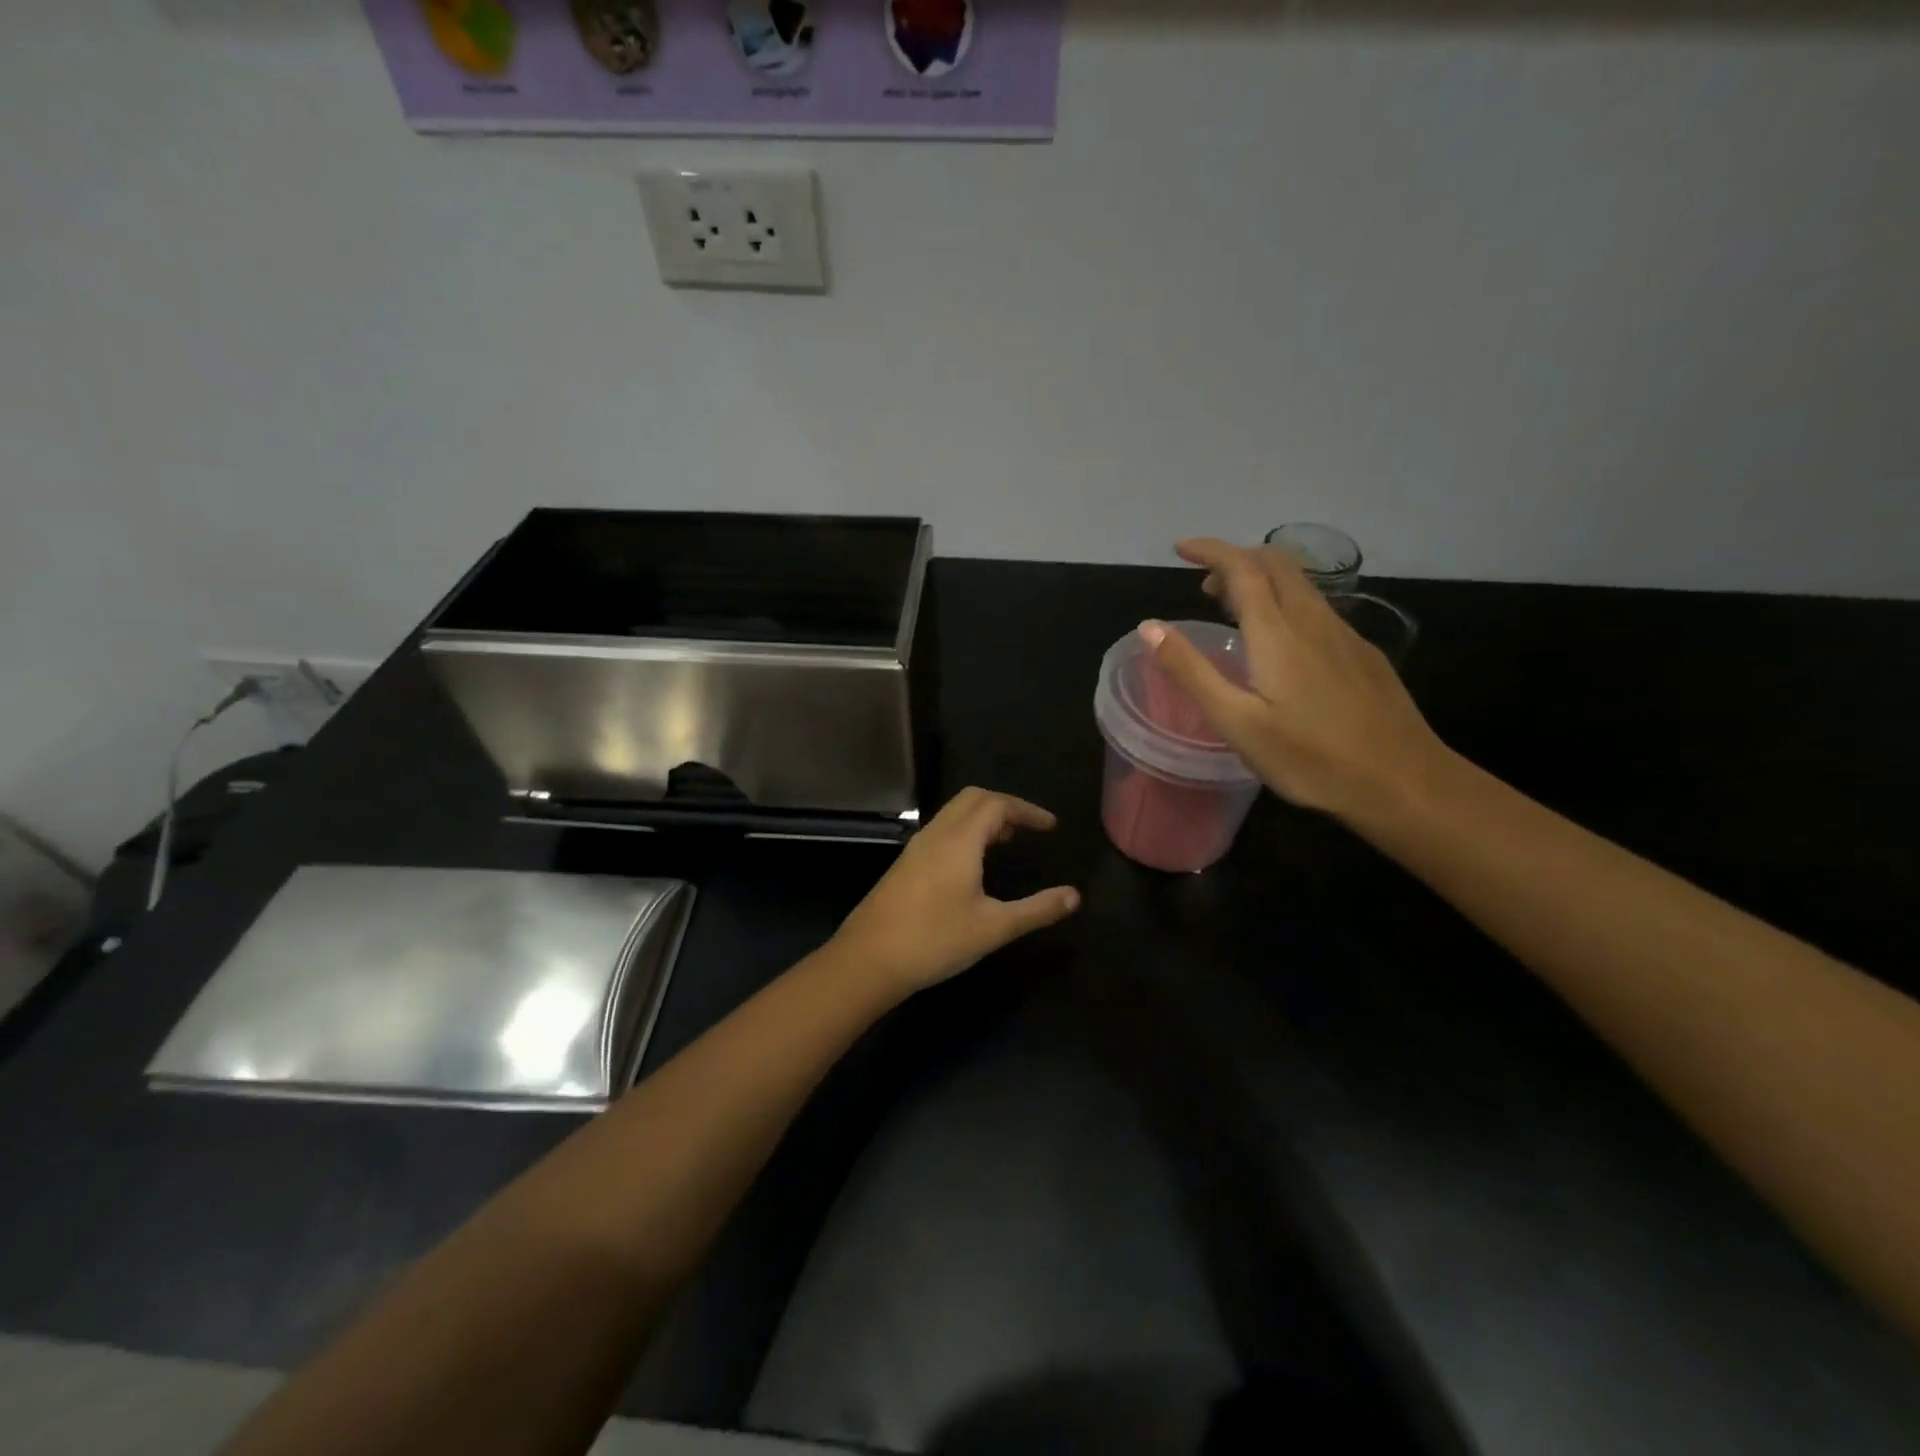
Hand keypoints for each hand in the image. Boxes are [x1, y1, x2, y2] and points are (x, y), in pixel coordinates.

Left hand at [833, 788, 1080, 992]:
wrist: (868, 959)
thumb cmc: (935, 939)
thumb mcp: (994, 927)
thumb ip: (1037, 910)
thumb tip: (1074, 896)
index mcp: (959, 840)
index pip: (997, 804)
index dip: (1027, 810)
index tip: (1050, 827)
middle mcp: (936, 834)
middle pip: (973, 799)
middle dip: (1005, 807)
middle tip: (1029, 829)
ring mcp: (916, 848)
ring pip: (954, 815)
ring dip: (983, 819)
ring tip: (1008, 843)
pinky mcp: (905, 865)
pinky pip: (942, 831)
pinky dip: (966, 833)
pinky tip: (973, 865)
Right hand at [1141, 538, 1450, 821]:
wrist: (1403, 781)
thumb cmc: (1311, 758)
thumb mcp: (1237, 722)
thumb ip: (1191, 672)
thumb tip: (1149, 626)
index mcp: (1277, 633)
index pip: (1242, 569)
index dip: (1211, 550)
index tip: (1181, 549)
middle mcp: (1313, 621)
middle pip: (1276, 564)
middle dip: (1237, 559)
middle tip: (1205, 584)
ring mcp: (1344, 636)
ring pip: (1300, 585)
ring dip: (1262, 580)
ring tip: (1234, 610)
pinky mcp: (1362, 655)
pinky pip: (1318, 609)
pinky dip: (1286, 603)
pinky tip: (1281, 643)